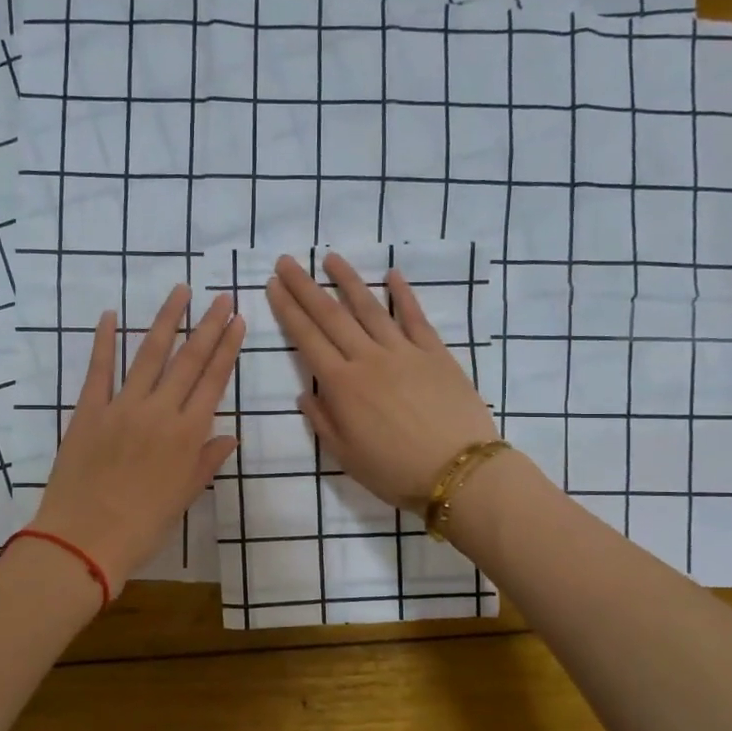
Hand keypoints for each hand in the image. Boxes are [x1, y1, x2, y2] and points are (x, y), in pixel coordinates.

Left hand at [30, 285, 244, 591]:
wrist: (84, 540)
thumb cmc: (143, 527)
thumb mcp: (184, 497)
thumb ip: (206, 462)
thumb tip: (229, 436)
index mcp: (188, 435)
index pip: (214, 381)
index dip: (228, 348)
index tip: (237, 320)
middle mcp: (160, 412)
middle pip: (189, 360)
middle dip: (207, 326)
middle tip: (220, 297)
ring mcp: (122, 407)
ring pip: (148, 354)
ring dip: (166, 320)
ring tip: (180, 292)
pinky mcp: (89, 411)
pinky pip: (98, 369)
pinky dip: (103, 341)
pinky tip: (109, 315)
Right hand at [265, 253, 497, 513]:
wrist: (458, 472)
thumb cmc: (395, 472)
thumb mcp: (346, 456)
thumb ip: (323, 421)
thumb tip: (307, 393)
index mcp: (342, 386)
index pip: (307, 338)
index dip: (288, 310)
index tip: (273, 285)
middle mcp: (368, 359)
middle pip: (331, 315)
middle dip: (306, 286)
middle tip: (287, 261)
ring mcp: (404, 352)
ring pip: (370, 308)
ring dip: (348, 281)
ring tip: (330, 258)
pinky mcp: (435, 353)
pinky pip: (415, 317)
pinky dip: (403, 294)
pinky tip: (391, 274)